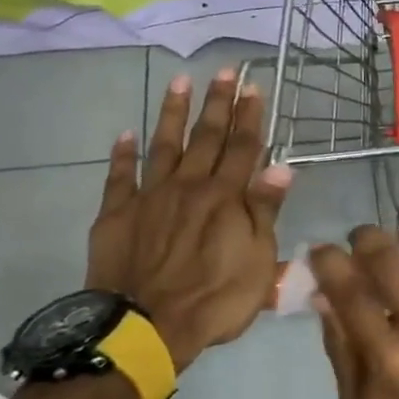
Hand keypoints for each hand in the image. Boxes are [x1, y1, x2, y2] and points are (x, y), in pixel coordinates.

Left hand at [86, 70, 291, 370]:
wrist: (145, 328)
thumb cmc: (215, 299)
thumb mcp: (258, 261)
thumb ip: (265, 211)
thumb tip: (282, 168)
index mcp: (226, 198)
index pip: (244, 148)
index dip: (250, 116)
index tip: (254, 86)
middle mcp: (189, 186)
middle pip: (206, 138)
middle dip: (217, 103)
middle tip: (224, 71)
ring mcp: (150, 197)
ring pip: (164, 145)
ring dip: (173, 113)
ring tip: (179, 82)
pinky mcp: (117, 214)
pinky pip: (120, 177)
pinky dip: (123, 154)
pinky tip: (126, 134)